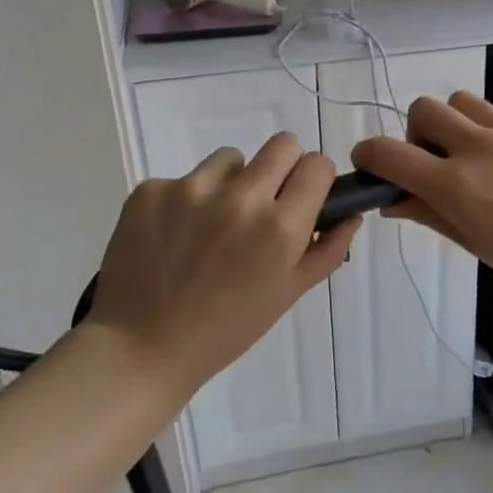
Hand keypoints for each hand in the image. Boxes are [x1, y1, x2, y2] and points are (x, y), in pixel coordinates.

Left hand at [84, 134, 356, 396]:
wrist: (141, 348)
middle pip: (282, 144)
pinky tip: (173, 238)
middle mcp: (241, 197)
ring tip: (210, 227)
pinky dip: (185, 201)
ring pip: (230, 159)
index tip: (302, 198)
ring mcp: (191, 189)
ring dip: (230, 183)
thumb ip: (327, 250)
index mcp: (281, 226)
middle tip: (264, 203)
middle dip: (282, 167)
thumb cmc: (225, 330)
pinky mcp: (151, 189)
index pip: (317, 165)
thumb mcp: (287, 294)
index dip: (314, 180)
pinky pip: (183, 179)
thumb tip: (351, 215)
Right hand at [351, 91, 492, 310]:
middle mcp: (477, 146)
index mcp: (455, 184)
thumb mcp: (478, 246)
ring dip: (458, 123)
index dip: (368, 156)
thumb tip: (394, 200)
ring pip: (462, 100)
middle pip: (423, 110)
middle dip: (418, 134)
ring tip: (478, 151)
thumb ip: (432, 216)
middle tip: (436, 161)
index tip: (371, 165)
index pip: (388, 154)